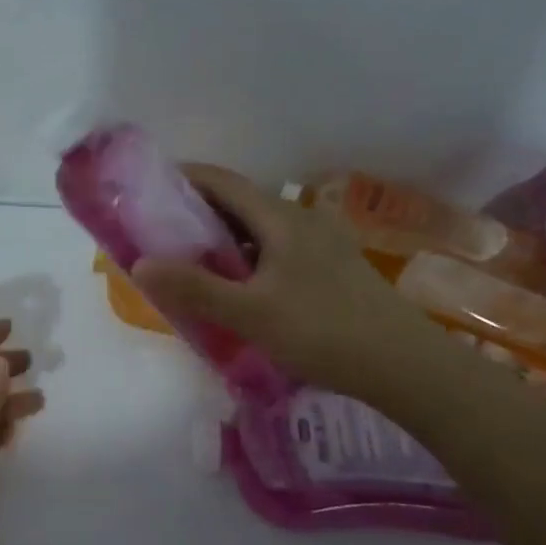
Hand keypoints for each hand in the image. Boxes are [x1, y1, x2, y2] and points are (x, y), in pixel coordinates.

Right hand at [132, 164, 444, 405]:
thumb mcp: (250, 313)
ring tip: (188, 261)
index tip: (147, 188)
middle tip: (158, 231)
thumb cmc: (323, 331)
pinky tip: (235, 288)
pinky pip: (274, 251)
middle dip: (197, 212)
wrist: (405, 366)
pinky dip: (245, 259)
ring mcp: (319, 245)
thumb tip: (140, 264)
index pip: (223, 181)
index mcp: (281, 219)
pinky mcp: (329, 270)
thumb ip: (195, 288)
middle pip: (240, 203)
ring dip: (222, 238)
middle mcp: (301, 221)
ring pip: (258, 230)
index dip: (184, 178)